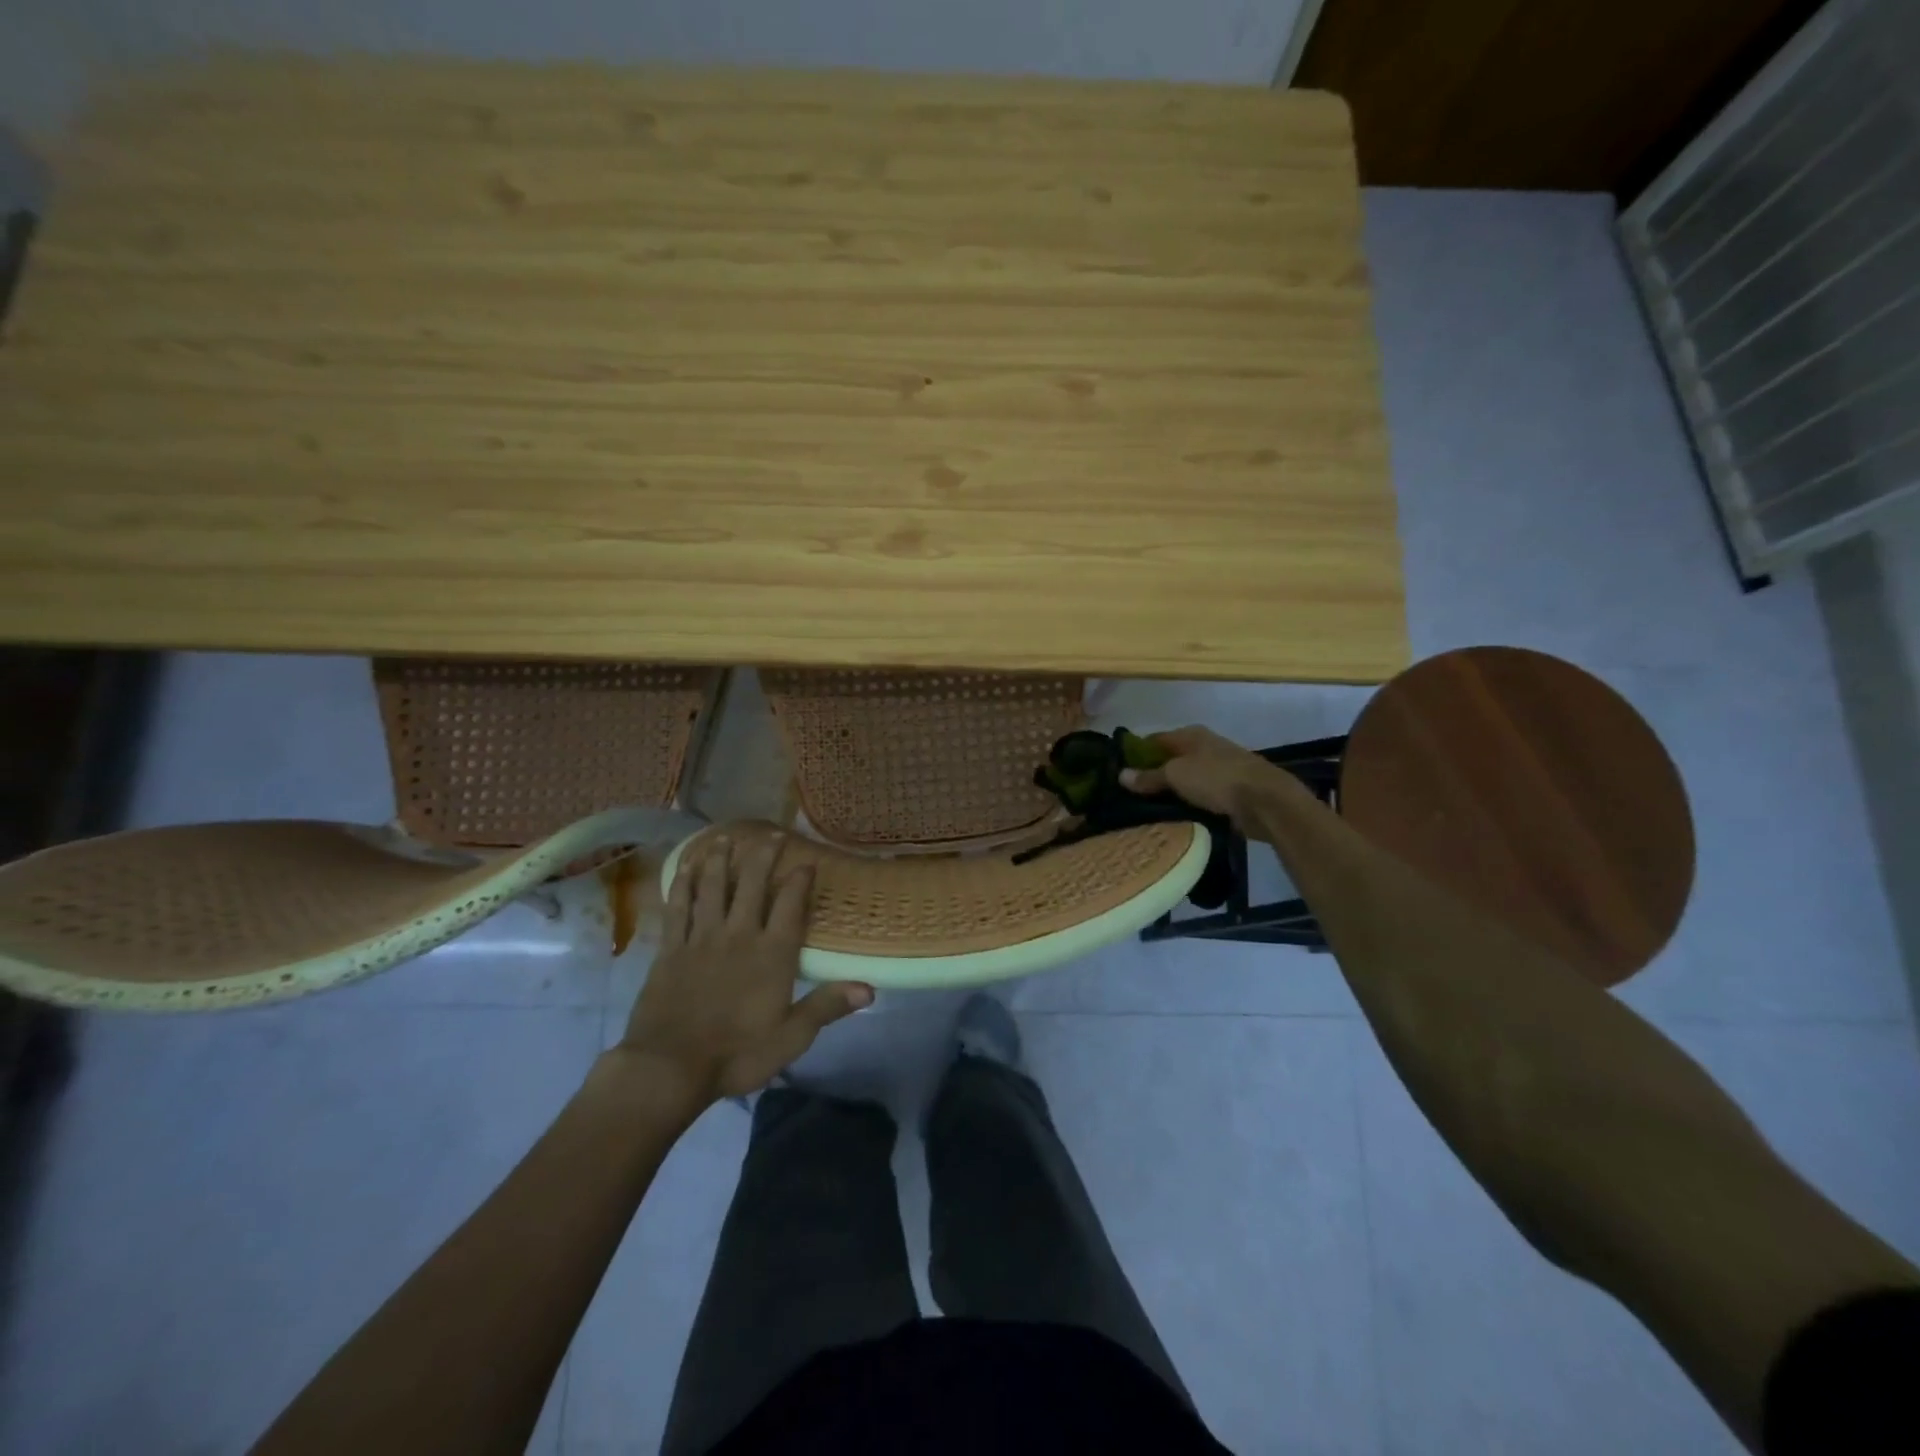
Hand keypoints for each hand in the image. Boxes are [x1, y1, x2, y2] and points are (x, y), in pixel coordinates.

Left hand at [616, 834, 872, 1112]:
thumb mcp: (791, 1037)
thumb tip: (870, 988)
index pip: (790, 906)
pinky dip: (683, 885)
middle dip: (764, 856)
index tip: (807, 861)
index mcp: (772, 954)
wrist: (668, 1067)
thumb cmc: (737, 1054)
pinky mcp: (671, 949)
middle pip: (752, 885)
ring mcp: (702, 939)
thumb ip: (827, 1006)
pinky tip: (685, 868)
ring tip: (725, 838)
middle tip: (771, 833)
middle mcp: (739, 935)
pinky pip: (678, 908)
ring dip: (720, 860)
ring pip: (713, 888)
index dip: (800, 880)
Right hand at [1120, 725, 1295, 824]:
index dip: (1135, 754)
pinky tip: (1176, 817)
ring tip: (1148, 810)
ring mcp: (1220, 768)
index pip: (1154, 740)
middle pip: (1171, 760)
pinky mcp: (1231, 790)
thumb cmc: (1216, 778)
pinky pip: (1201, 796)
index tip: (1118, 773)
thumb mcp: (1176, 775)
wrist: (1265, 800)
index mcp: (1191, 734)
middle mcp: (1205, 747)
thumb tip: (1120, 775)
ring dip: (1172, 792)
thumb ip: (1148, 776)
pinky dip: (1189, 803)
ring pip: (1187, 779)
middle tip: (1129, 796)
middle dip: (1153, 775)